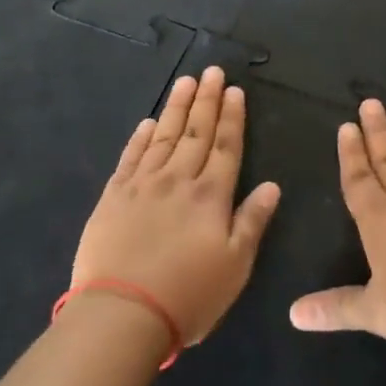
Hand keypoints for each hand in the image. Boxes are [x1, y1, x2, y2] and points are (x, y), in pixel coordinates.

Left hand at [73, 67, 281, 345]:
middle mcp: (178, 180)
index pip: (226, 146)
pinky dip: (140, 138)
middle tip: (212, 71)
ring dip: (176, 108)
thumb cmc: (189, 295)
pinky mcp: (113, 196)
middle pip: (196, 132)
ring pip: (163, 136)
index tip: (235, 90)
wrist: (122, 313)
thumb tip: (272, 186)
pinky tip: (147, 122)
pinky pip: (130, 157)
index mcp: (211, 196)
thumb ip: (252, 221)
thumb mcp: (236, 266)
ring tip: (186, 82)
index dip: (232, 117)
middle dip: (207, 100)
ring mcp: (142, 185)